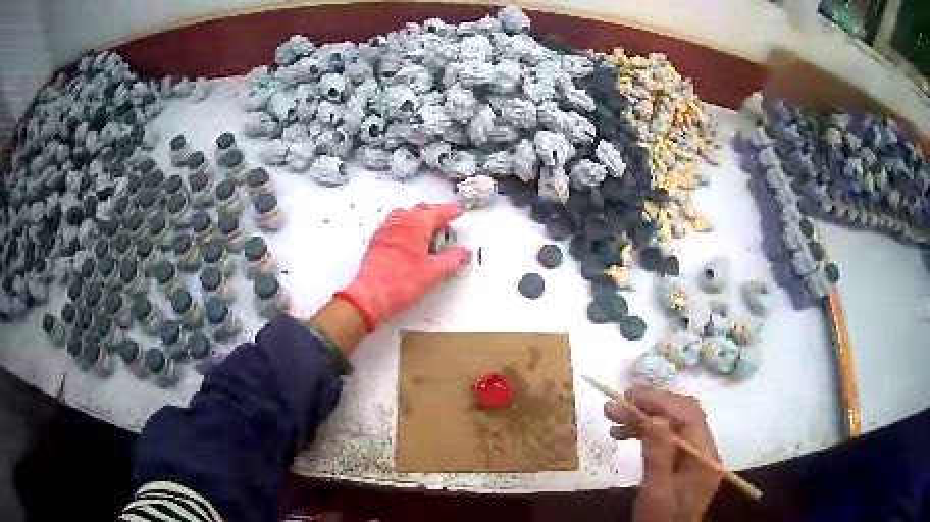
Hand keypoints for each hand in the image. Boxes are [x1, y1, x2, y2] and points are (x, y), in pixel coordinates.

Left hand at [336, 202, 470, 330]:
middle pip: (421, 209)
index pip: (438, 211)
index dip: (450, 211)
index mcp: (416, 225)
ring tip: (426, 233)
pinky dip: (404, 227)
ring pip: (405, 215)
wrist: (372, 294)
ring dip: (417, 218)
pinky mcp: (377, 240)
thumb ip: (452, 259)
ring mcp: (386, 230)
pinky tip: (408, 242)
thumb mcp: (435, 272)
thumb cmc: (400, 282)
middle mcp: (400, 223)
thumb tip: (462, 252)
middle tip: (445, 226)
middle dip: (435, 214)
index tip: (458, 211)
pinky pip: (393, 225)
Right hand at [604, 387, 721, 521]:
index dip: (661, 401)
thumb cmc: (660, 520)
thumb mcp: (655, 493)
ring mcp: (695, 454)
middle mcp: (704, 449)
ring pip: (673, 424)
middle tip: (619, 401)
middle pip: (682, 415)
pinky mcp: (684, 460)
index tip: (631, 396)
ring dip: (644, 418)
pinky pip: (667, 437)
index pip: (689, 416)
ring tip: (613, 416)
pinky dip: (646, 432)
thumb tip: (655, 419)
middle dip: (650, 406)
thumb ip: (658, 457)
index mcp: (704, 456)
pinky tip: (624, 433)